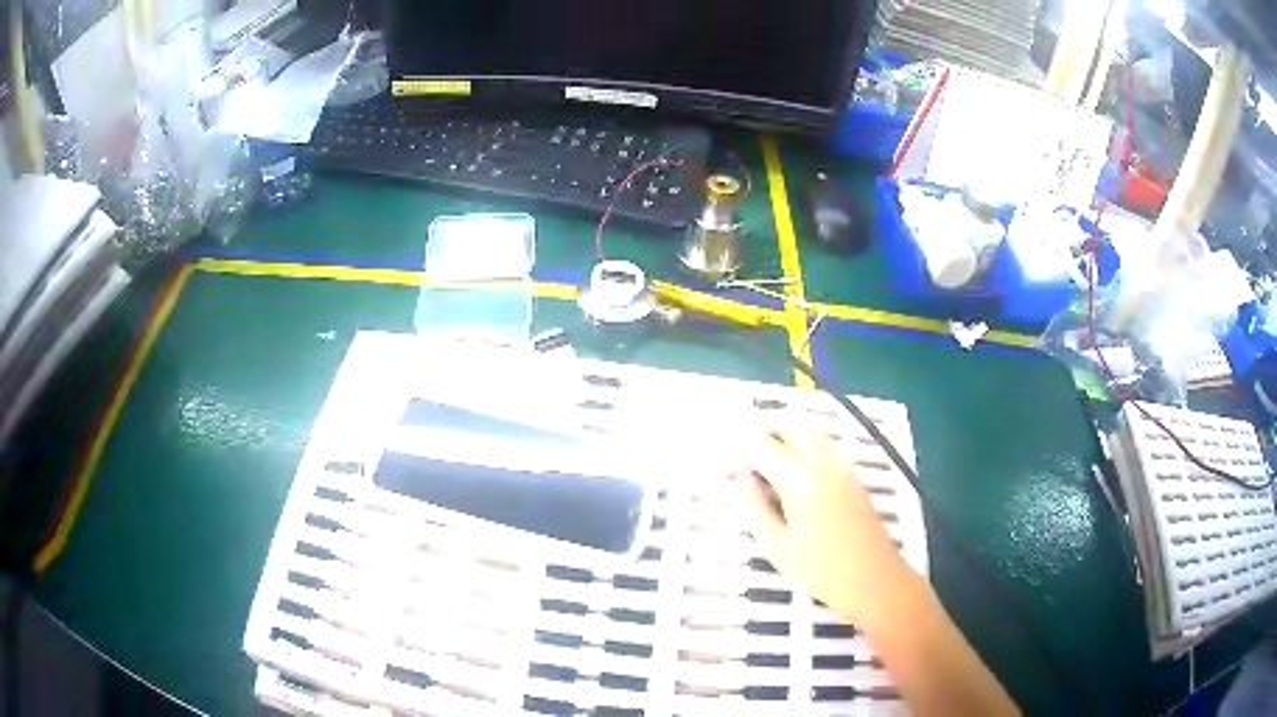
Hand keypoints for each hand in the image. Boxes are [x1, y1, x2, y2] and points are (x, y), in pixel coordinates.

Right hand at [731, 427, 911, 624]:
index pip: (762, 444)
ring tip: (761, 461)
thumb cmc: (822, 571)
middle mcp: (824, 463)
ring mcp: (842, 467)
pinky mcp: (852, 476)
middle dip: (763, 427)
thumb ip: (753, 508)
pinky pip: (822, 446)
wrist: (875, 580)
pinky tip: (790, 475)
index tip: (725, 462)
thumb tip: (736, 480)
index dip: (739, 448)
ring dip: (784, 434)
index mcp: (801, 479)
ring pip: (809, 431)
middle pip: (791, 423)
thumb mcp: (777, 546)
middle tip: (742, 448)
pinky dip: (801, 445)